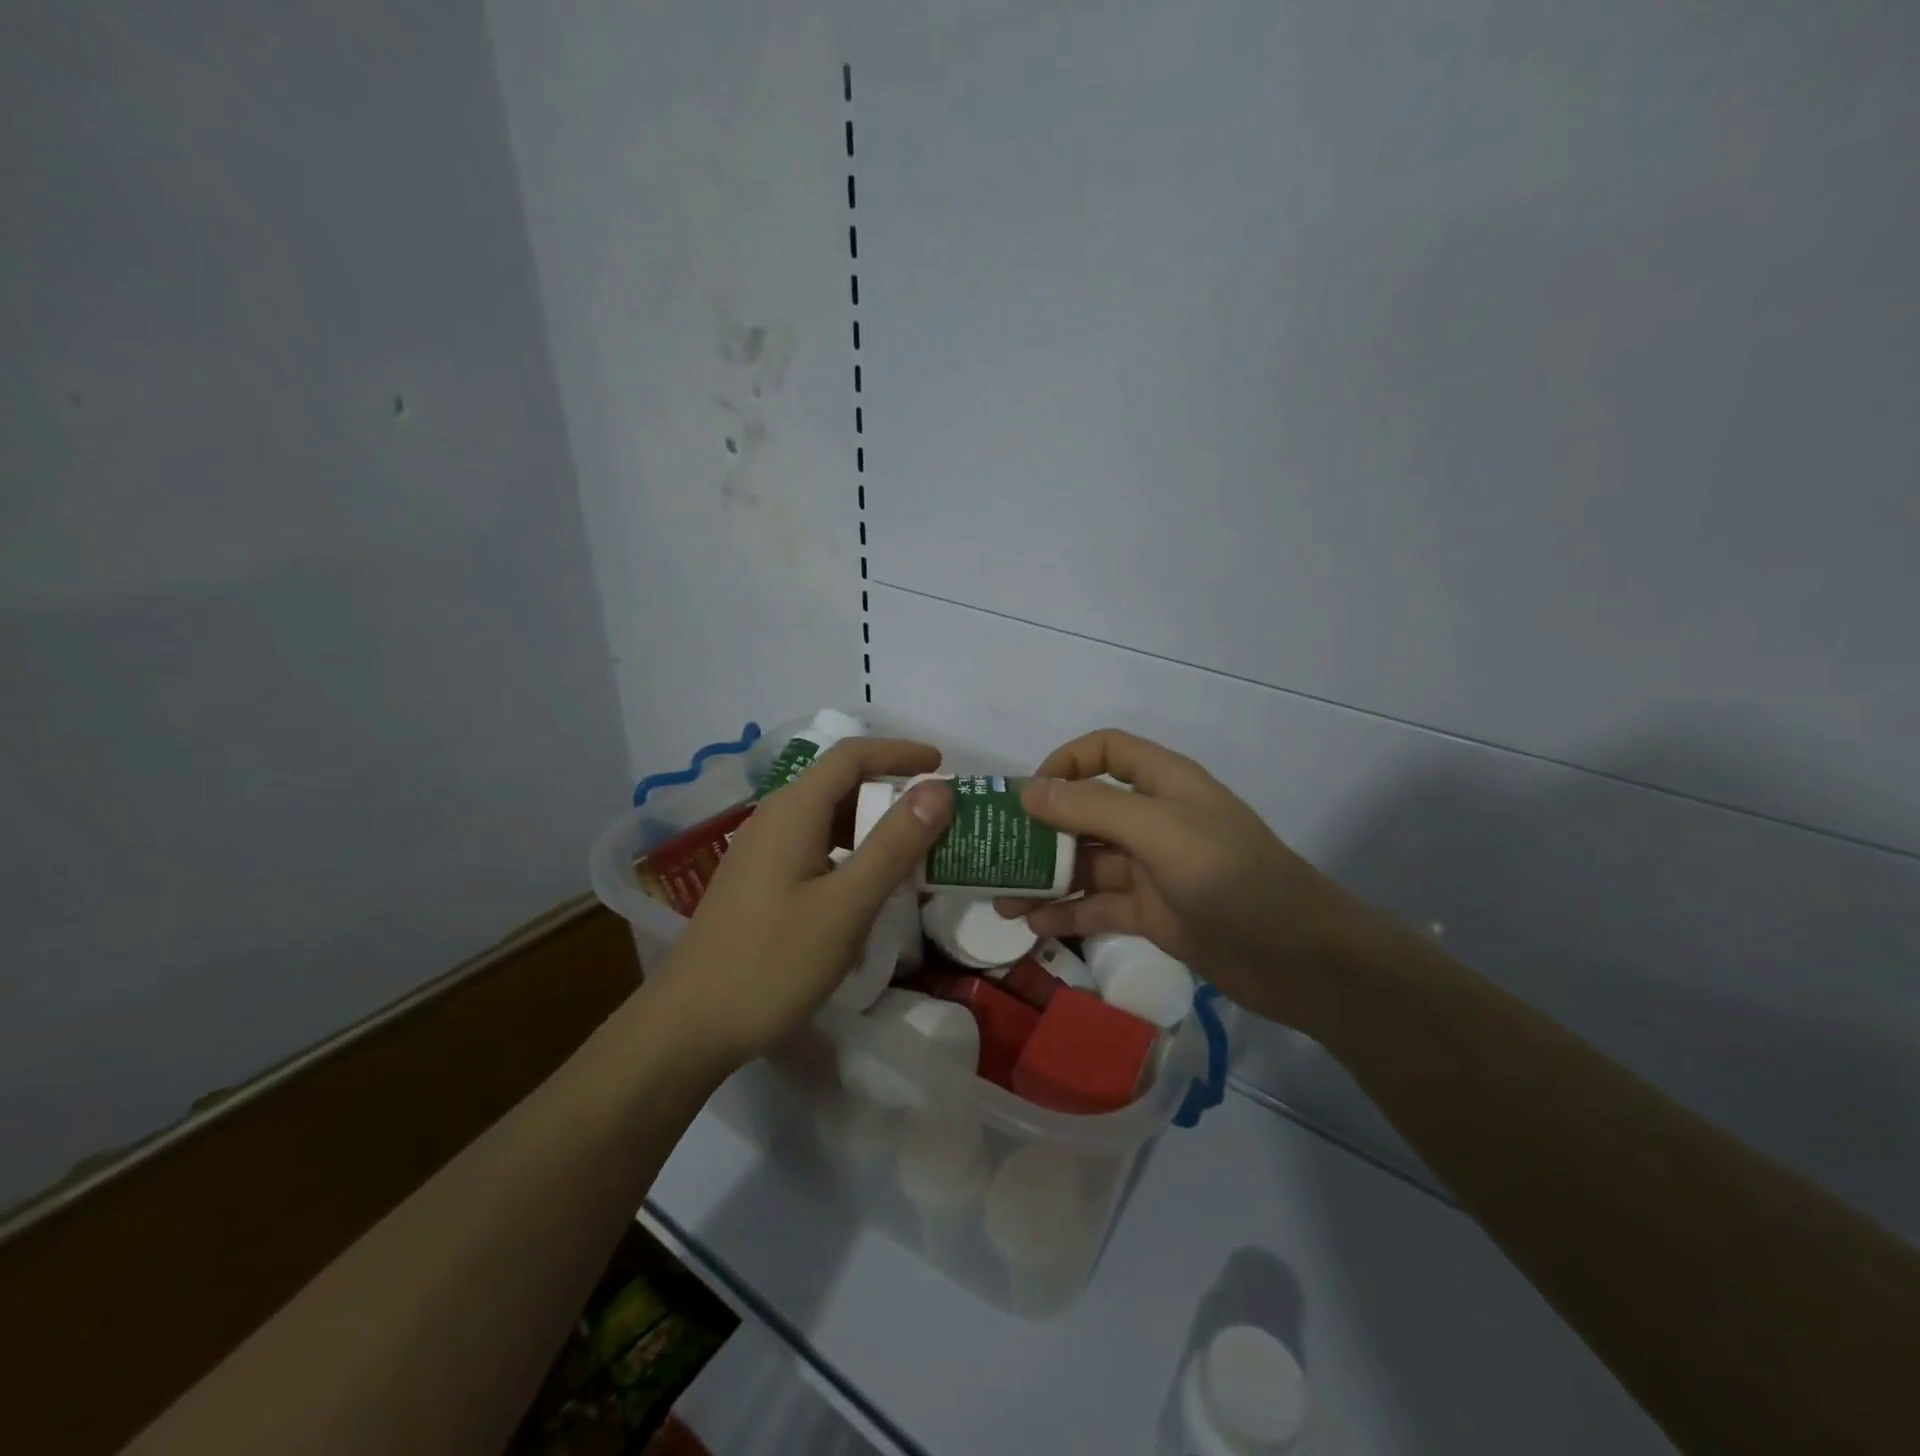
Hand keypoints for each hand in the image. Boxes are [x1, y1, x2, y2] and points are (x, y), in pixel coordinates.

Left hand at [653, 738, 952, 1073]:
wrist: (690, 1025)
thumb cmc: (773, 962)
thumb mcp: (847, 905)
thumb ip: (895, 844)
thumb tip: (938, 789)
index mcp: (793, 810)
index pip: (852, 756)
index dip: (900, 753)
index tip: (943, 765)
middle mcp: (774, 818)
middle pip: (839, 782)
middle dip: (891, 789)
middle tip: (938, 815)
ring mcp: (762, 851)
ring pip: (827, 817)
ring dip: (872, 823)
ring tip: (914, 848)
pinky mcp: (759, 881)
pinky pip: (814, 845)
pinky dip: (850, 849)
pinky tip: (868, 884)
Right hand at [997, 729, 1385, 1029]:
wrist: (1301, 960)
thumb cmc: (1232, 877)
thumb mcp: (1160, 831)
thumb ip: (1093, 807)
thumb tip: (1029, 791)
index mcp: (1164, 783)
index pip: (1105, 751)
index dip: (1065, 763)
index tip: (1028, 796)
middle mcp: (1153, 819)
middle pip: (1085, 810)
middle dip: (1040, 828)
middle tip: (995, 852)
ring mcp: (1151, 869)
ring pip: (1086, 862)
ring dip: (1044, 876)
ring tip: (1000, 897)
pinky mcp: (1151, 913)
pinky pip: (1097, 904)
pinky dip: (1066, 911)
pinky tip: (1031, 924)